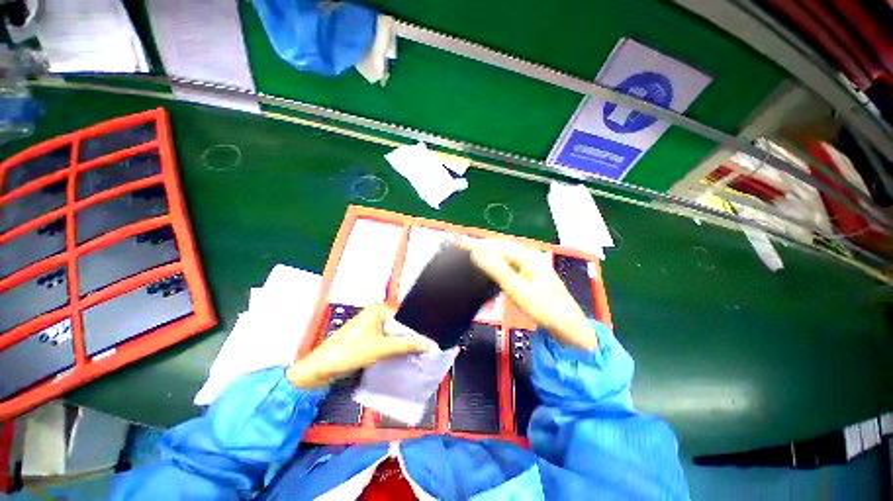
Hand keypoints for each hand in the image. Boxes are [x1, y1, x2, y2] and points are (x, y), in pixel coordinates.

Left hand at [287, 304, 430, 388]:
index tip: (427, 340)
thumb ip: (405, 345)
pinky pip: (385, 340)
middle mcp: (374, 314)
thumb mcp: (380, 348)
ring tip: (414, 352)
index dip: (415, 329)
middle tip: (423, 348)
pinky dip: (392, 347)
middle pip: (398, 325)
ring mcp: (370, 325)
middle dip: (408, 336)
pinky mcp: (366, 337)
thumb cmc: (348, 352)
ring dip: (400, 343)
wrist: (321, 369)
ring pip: (392, 333)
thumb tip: (426, 343)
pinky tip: (400, 355)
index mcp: (377, 309)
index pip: (404, 316)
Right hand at [465, 240, 597, 350]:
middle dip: (478, 245)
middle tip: (458, 245)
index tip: (456, 241)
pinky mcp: (527, 273)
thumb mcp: (518, 290)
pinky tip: (486, 264)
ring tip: (467, 252)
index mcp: (526, 256)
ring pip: (502, 254)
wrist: (568, 326)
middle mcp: (527, 255)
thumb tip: (476, 254)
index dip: (475, 243)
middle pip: (498, 246)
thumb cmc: (545, 308)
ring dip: (484, 252)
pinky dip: (493, 262)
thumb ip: (497, 270)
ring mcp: (528, 264)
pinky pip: (506, 263)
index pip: (495, 245)